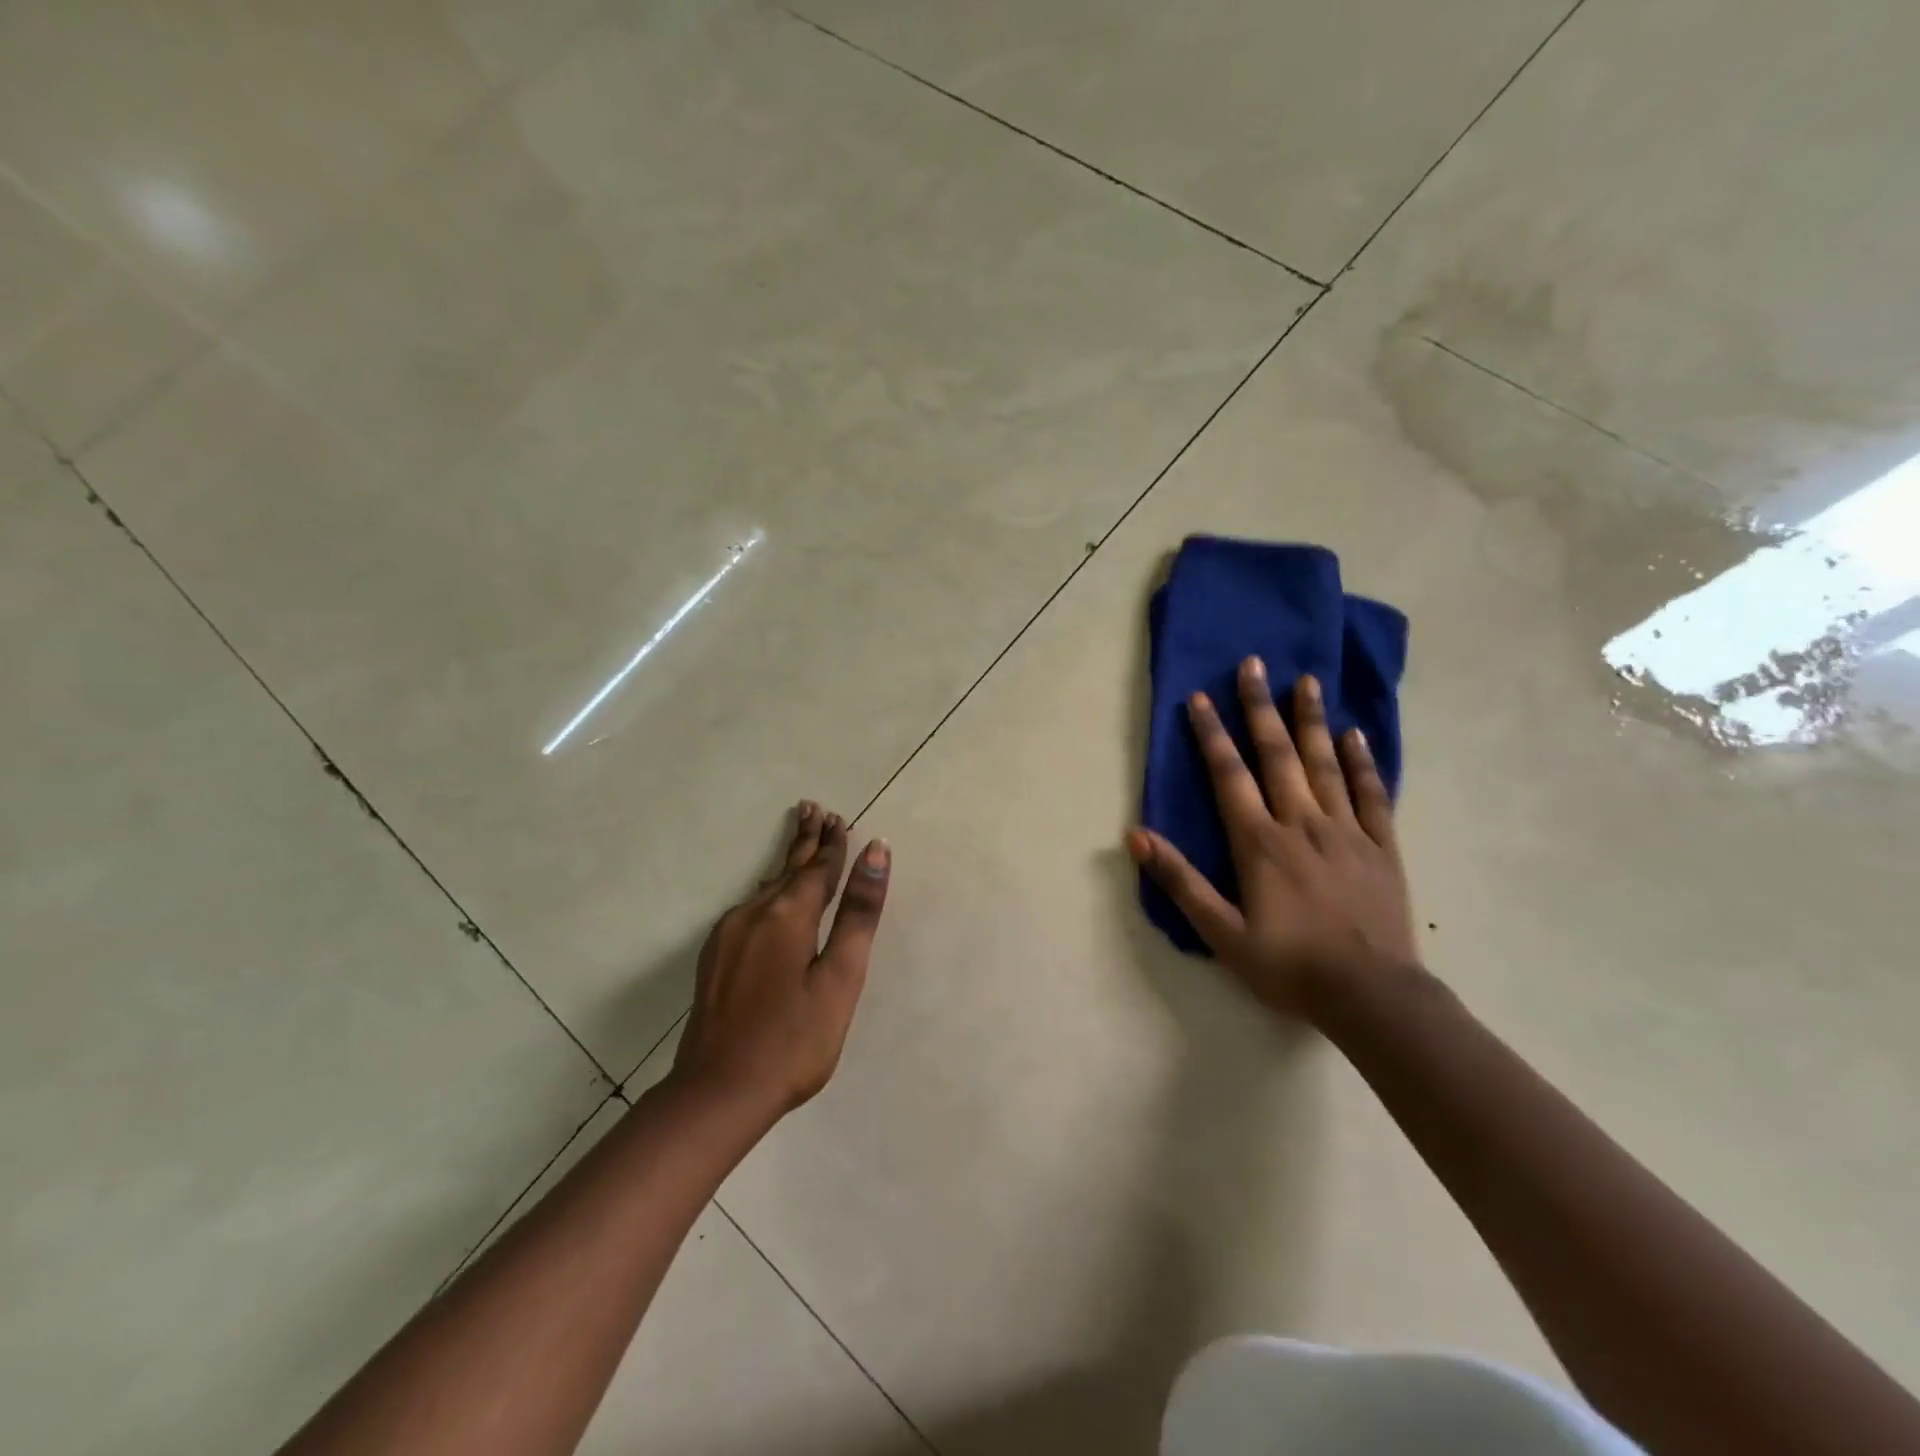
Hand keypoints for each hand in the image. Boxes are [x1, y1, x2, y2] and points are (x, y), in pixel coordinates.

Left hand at [672, 802, 890, 1119]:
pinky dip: (771, 890)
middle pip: (788, 868)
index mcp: (789, 914)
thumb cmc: (794, 1040)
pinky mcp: (716, 956)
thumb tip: (876, 851)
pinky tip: (772, 894)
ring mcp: (729, 934)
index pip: (818, 867)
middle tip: (813, 809)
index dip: (833, 843)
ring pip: (767, 886)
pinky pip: (752, 907)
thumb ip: (859, 913)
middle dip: (805, 839)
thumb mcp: (840, 978)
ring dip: (788, 863)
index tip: (840, 818)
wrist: (718, 1092)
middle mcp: (754, 913)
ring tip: (799, 841)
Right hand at [1127, 659, 1417, 1019]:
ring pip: (1325, 764)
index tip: (1200, 697)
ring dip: (1311, 720)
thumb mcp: (1221, 932)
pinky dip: (1363, 762)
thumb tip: (1136, 835)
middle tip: (1254, 664)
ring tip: (1304, 681)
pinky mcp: (1381, 847)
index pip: (1229, 775)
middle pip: (1278, 755)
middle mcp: (1302, 823)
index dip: (1211, 734)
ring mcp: (1346, 831)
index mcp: (1260, 843)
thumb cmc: (1288, 966)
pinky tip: (1355, 735)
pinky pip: (1372, 794)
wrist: (1372, 996)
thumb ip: (1179, 881)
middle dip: (1260, 708)